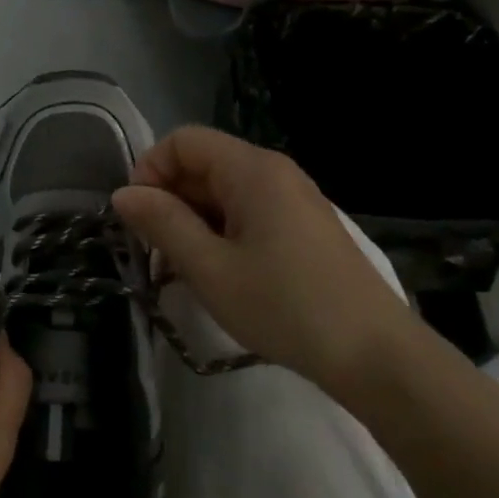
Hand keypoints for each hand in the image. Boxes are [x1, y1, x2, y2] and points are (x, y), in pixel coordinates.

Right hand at [111, 126, 417, 396]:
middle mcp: (274, 172)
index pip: (183, 141)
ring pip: (223, 191)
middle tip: (153, 250)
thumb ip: (163, 224)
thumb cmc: (285, 306)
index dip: (150, 170)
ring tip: (181, 268)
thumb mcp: (210, 268)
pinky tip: (217, 273)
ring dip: (192, 220)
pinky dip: (220, 232)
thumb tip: (123, 194)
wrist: (375, 356)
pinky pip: (247, 212)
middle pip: (204, 163)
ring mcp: (293, 199)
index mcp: (252, 169)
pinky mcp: (303, 227)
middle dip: (169, 198)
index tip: (136, 217)